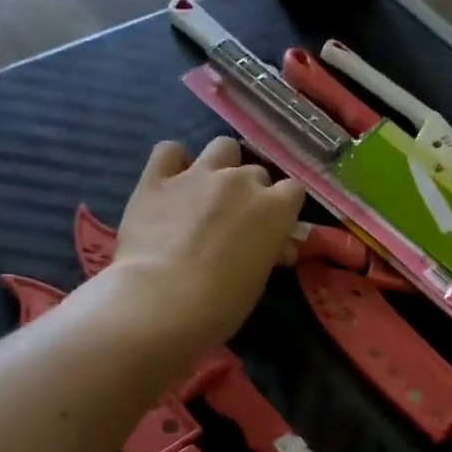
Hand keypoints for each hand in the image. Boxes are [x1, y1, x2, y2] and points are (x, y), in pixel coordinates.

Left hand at [107, 138, 306, 358]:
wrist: (163, 300)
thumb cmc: (222, 303)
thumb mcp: (259, 280)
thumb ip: (269, 252)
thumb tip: (277, 248)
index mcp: (275, 208)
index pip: (293, 191)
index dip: (282, 208)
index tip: (271, 227)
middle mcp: (241, 181)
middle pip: (256, 172)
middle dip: (249, 192)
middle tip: (235, 220)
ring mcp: (198, 174)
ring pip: (222, 147)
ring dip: (221, 165)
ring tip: (207, 190)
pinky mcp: (157, 178)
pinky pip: (169, 151)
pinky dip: (173, 162)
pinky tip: (170, 182)